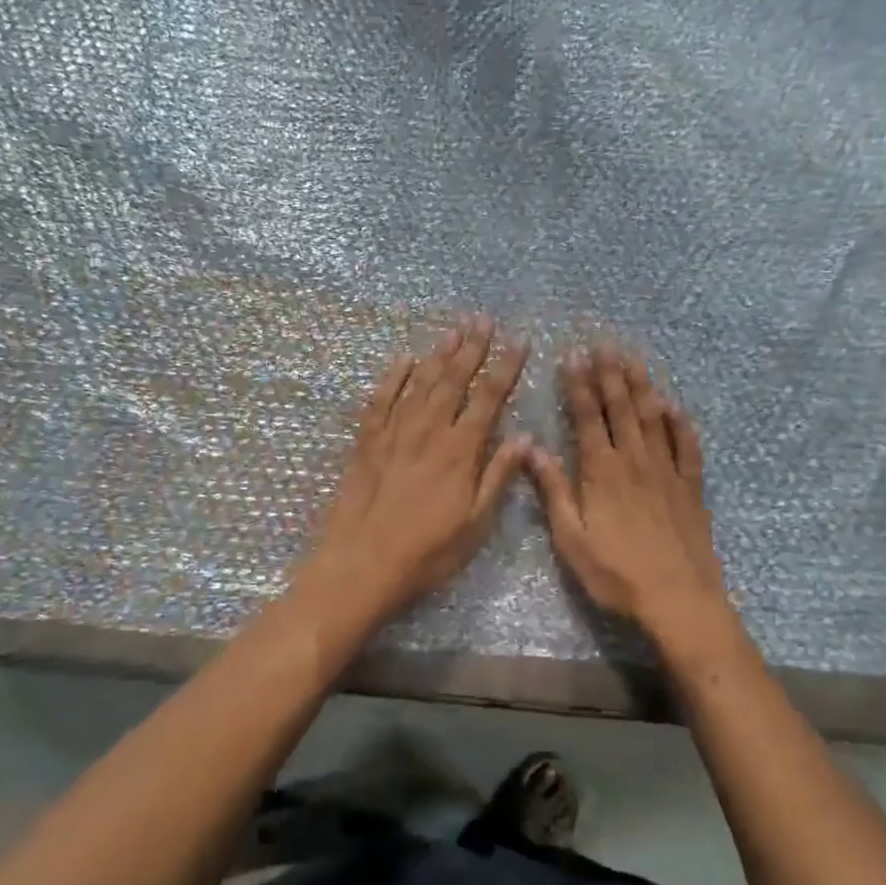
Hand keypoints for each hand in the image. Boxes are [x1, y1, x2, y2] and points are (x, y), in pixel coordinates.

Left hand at [302, 316, 529, 626]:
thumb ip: (498, 477)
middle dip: (472, 347)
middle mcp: (427, 432)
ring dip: (438, 354)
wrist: (361, 566)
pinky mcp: (367, 443)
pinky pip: (380, 400)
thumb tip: (524, 437)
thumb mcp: (475, 524)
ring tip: (453, 329)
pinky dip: (392, 377)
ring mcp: (394, 434)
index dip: (506, 368)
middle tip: (483, 318)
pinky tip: (402, 359)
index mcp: (459, 451)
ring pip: (419, 383)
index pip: (489, 398)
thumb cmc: (426, 553)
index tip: (519, 341)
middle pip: (453, 380)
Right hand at [525, 345, 742, 656]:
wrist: (679, 600)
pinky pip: (687, 446)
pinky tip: (674, 406)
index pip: (587, 417)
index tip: (573, 355)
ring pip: (653, 418)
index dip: (579, 385)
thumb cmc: (617, 574)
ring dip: (642, 386)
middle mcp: (635, 461)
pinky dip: (680, 423)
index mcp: (602, 472)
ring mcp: (668, 472)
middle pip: (621, 408)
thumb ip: (553, 490)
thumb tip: (531, 448)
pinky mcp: (691, 488)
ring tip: (633, 359)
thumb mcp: (571, 539)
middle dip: (610, 374)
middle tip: (604, 344)